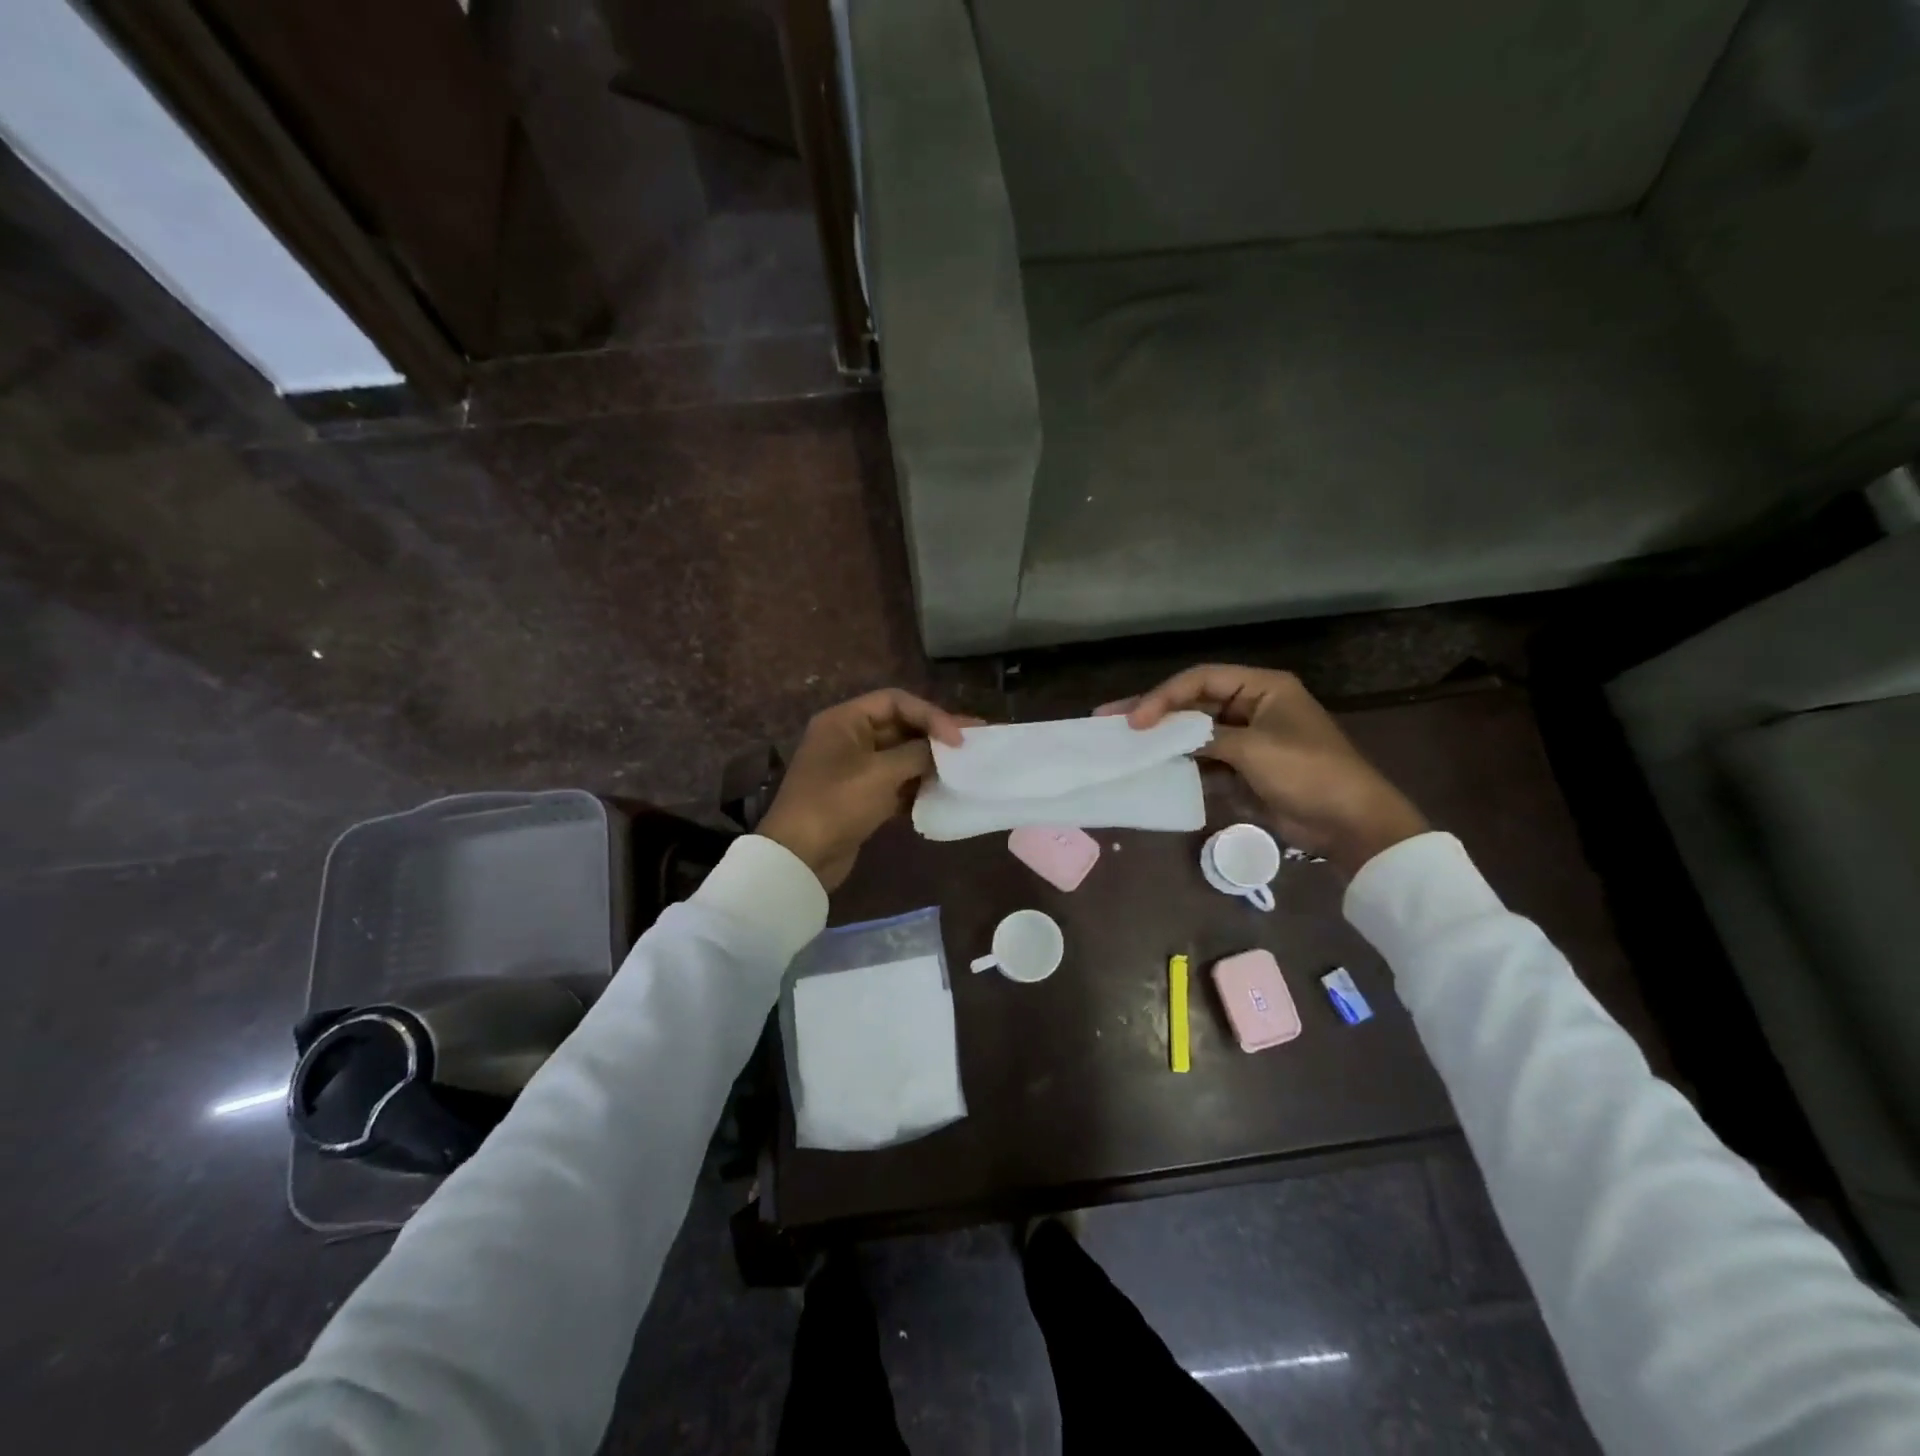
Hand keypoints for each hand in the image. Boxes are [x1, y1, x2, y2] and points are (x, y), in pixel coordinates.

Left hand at [758, 689, 976, 890]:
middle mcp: (848, 738)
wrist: (800, 858)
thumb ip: (917, 754)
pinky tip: (942, 793)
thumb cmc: (837, 804)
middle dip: (935, 736)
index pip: (896, 701)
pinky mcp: (860, 796)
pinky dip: (916, 785)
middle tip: (975, 742)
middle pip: (900, 726)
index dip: (931, 714)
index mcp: (845, 720)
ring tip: (964, 769)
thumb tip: (943, 749)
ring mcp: (853, 768)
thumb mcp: (881, 773)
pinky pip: (894, 782)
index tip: (958, 738)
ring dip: (929, 762)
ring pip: (900, 756)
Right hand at [1099, 665, 1427, 878]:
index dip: (1164, 696)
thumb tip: (1165, 737)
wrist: (1348, 823)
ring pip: (1193, 733)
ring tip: (1121, 744)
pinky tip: (1150, 768)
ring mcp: (1244, 739)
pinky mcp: (1241, 768)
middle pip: (1192, 703)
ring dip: (1161, 739)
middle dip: (1153, 712)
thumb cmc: (1308, 772)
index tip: (1135, 720)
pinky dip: (1178, 764)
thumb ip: (1206, 737)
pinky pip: (1202, 760)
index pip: (1201, 680)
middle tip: (1108, 719)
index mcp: (1262, 688)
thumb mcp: (1255, 749)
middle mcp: (1250, 707)